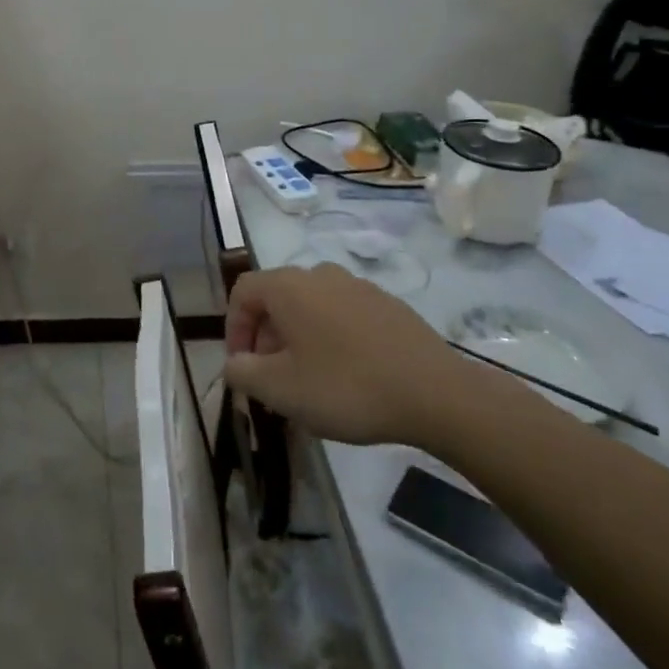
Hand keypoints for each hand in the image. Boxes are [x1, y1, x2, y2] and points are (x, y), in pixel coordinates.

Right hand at [224, 264, 486, 448]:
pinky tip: (347, 375)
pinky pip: (343, 314)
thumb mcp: (280, 389)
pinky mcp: (388, 304)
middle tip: (271, 378)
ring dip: (298, 337)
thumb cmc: (346, 386)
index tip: (241, 365)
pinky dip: (331, 337)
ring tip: (308, 379)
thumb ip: (242, 373)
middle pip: (278, 297)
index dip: (233, 327)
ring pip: (311, 306)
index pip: (243, 292)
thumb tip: (233, 363)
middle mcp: (320, 274)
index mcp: (289, 286)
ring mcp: (358, 286)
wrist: (435, 393)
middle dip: (266, 336)